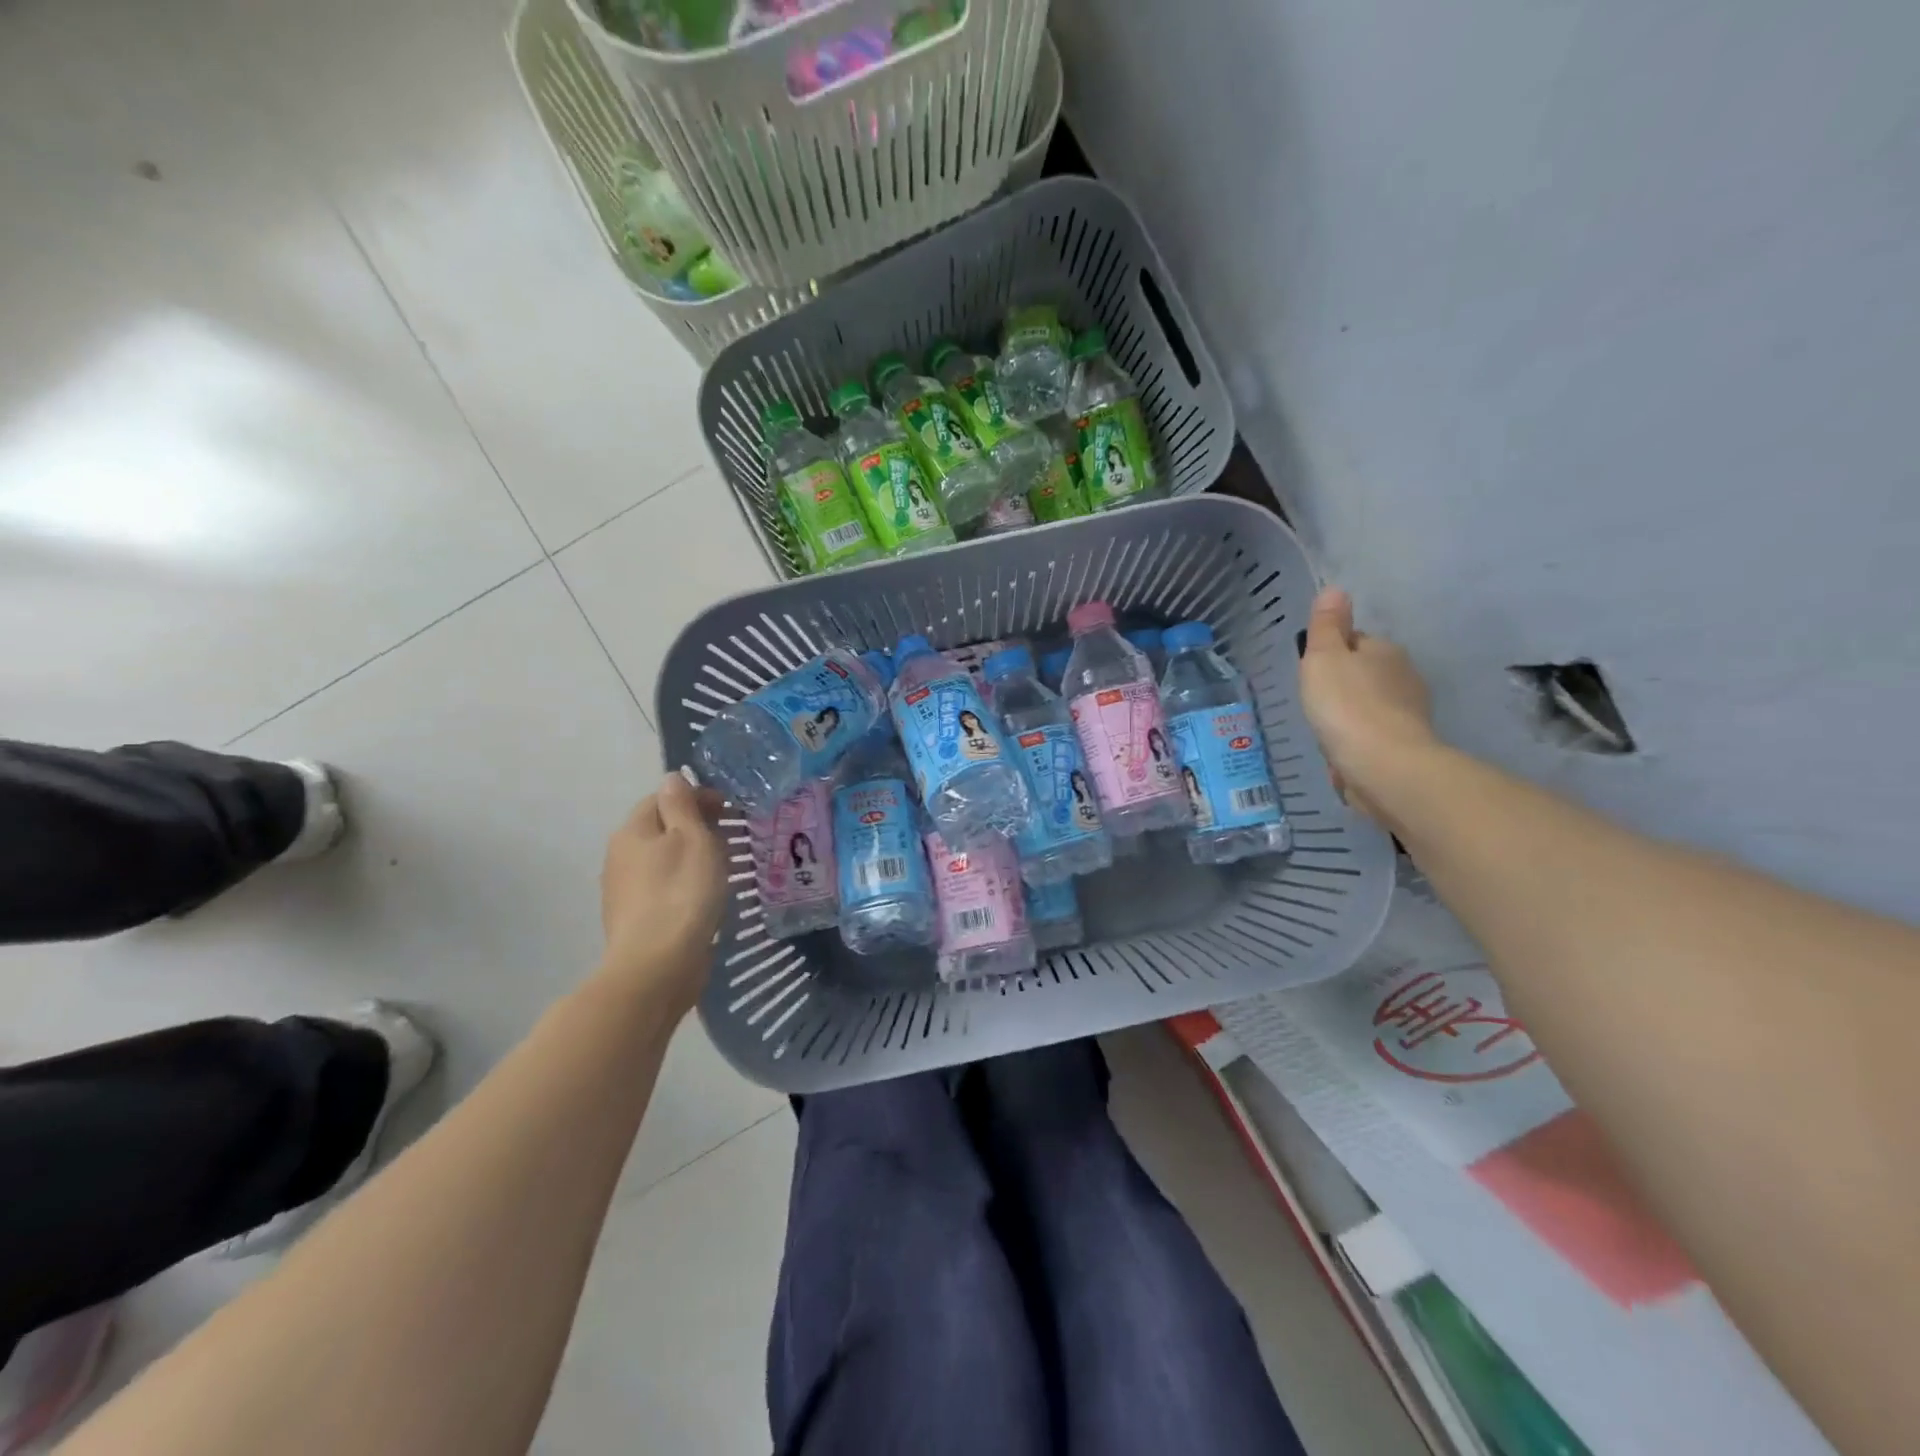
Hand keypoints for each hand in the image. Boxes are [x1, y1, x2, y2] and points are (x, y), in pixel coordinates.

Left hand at [598, 773, 728, 1015]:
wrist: (657, 966)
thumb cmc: (682, 893)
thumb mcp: (693, 839)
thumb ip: (682, 805)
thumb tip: (671, 777)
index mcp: (632, 831)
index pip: (663, 798)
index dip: (696, 798)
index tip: (729, 810)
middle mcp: (620, 856)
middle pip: (660, 829)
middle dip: (694, 828)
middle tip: (730, 840)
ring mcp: (623, 891)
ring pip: (662, 861)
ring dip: (689, 858)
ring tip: (722, 869)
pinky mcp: (634, 920)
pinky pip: (662, 889)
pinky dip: (682, 885)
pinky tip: (702, 900)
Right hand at [1300, 586, 1437, 825]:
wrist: (1383, 766)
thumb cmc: (1346, 705)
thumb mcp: (1324, 657)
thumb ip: (1327, 626)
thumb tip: (1335, 590)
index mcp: (1385, 650)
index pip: (1355, 642)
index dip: (1331, 653)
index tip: (1312, 671)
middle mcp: (1404, 676)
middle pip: (1365, 673)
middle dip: (1343, 685)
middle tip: (1315, 702)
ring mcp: (1408, 713)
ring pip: (1370, 705)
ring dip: (1351, 714)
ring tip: (1326, 730)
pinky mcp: (1405, 746)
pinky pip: (1374, 734)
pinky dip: (1359, 739)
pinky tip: (1342, 752)